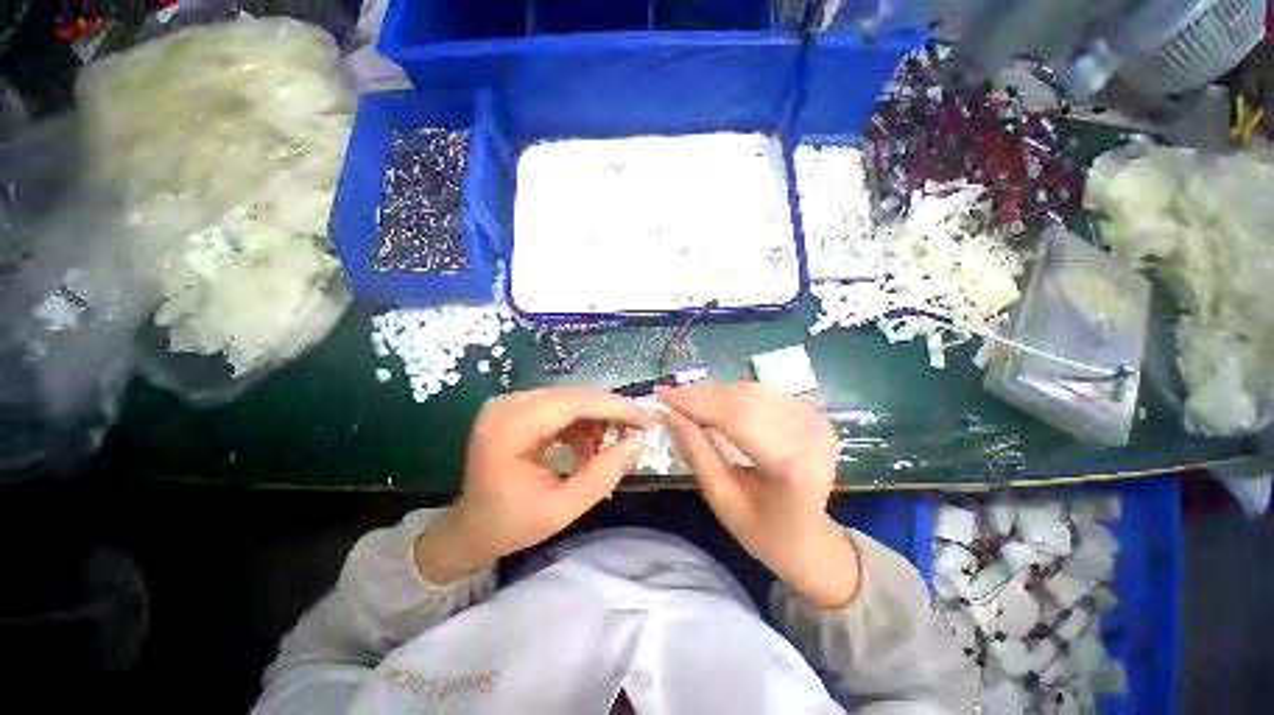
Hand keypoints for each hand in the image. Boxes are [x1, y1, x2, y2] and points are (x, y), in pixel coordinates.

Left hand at [415, 387, 651, 582]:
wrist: (471, 526)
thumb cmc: (511, 524)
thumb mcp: (562, 510)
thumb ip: (602, 475)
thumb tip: (638, 442)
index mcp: (509, 429)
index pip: (573, 403)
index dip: (614, 407)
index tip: (645, 420)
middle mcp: (507, 405)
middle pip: (573, 395)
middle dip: (610, 411)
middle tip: (635, 431)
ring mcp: (509, 402)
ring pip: (570, 396)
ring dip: (596, 416)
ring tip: (606, 445)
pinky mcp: (515, 406)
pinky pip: (559, 403)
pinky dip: (581, 419)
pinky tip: (586, 442)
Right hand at [663, 382, 859, 607]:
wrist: (810, 539)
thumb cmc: (763, 531)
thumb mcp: (721, 499)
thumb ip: (696, 452)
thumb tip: (670, 415)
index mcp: (790, 466)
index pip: (735, 418)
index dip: (696, 403)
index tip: (664, 397)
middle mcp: (808, 435)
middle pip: (744, 399)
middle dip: (702, 395)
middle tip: (671, 396)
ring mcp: (815, 421)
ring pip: (752, 391)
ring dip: (715, 392)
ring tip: (687, 399)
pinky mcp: (812, 415)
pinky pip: (764, 394)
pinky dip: (733, 394)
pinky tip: (713, 401)